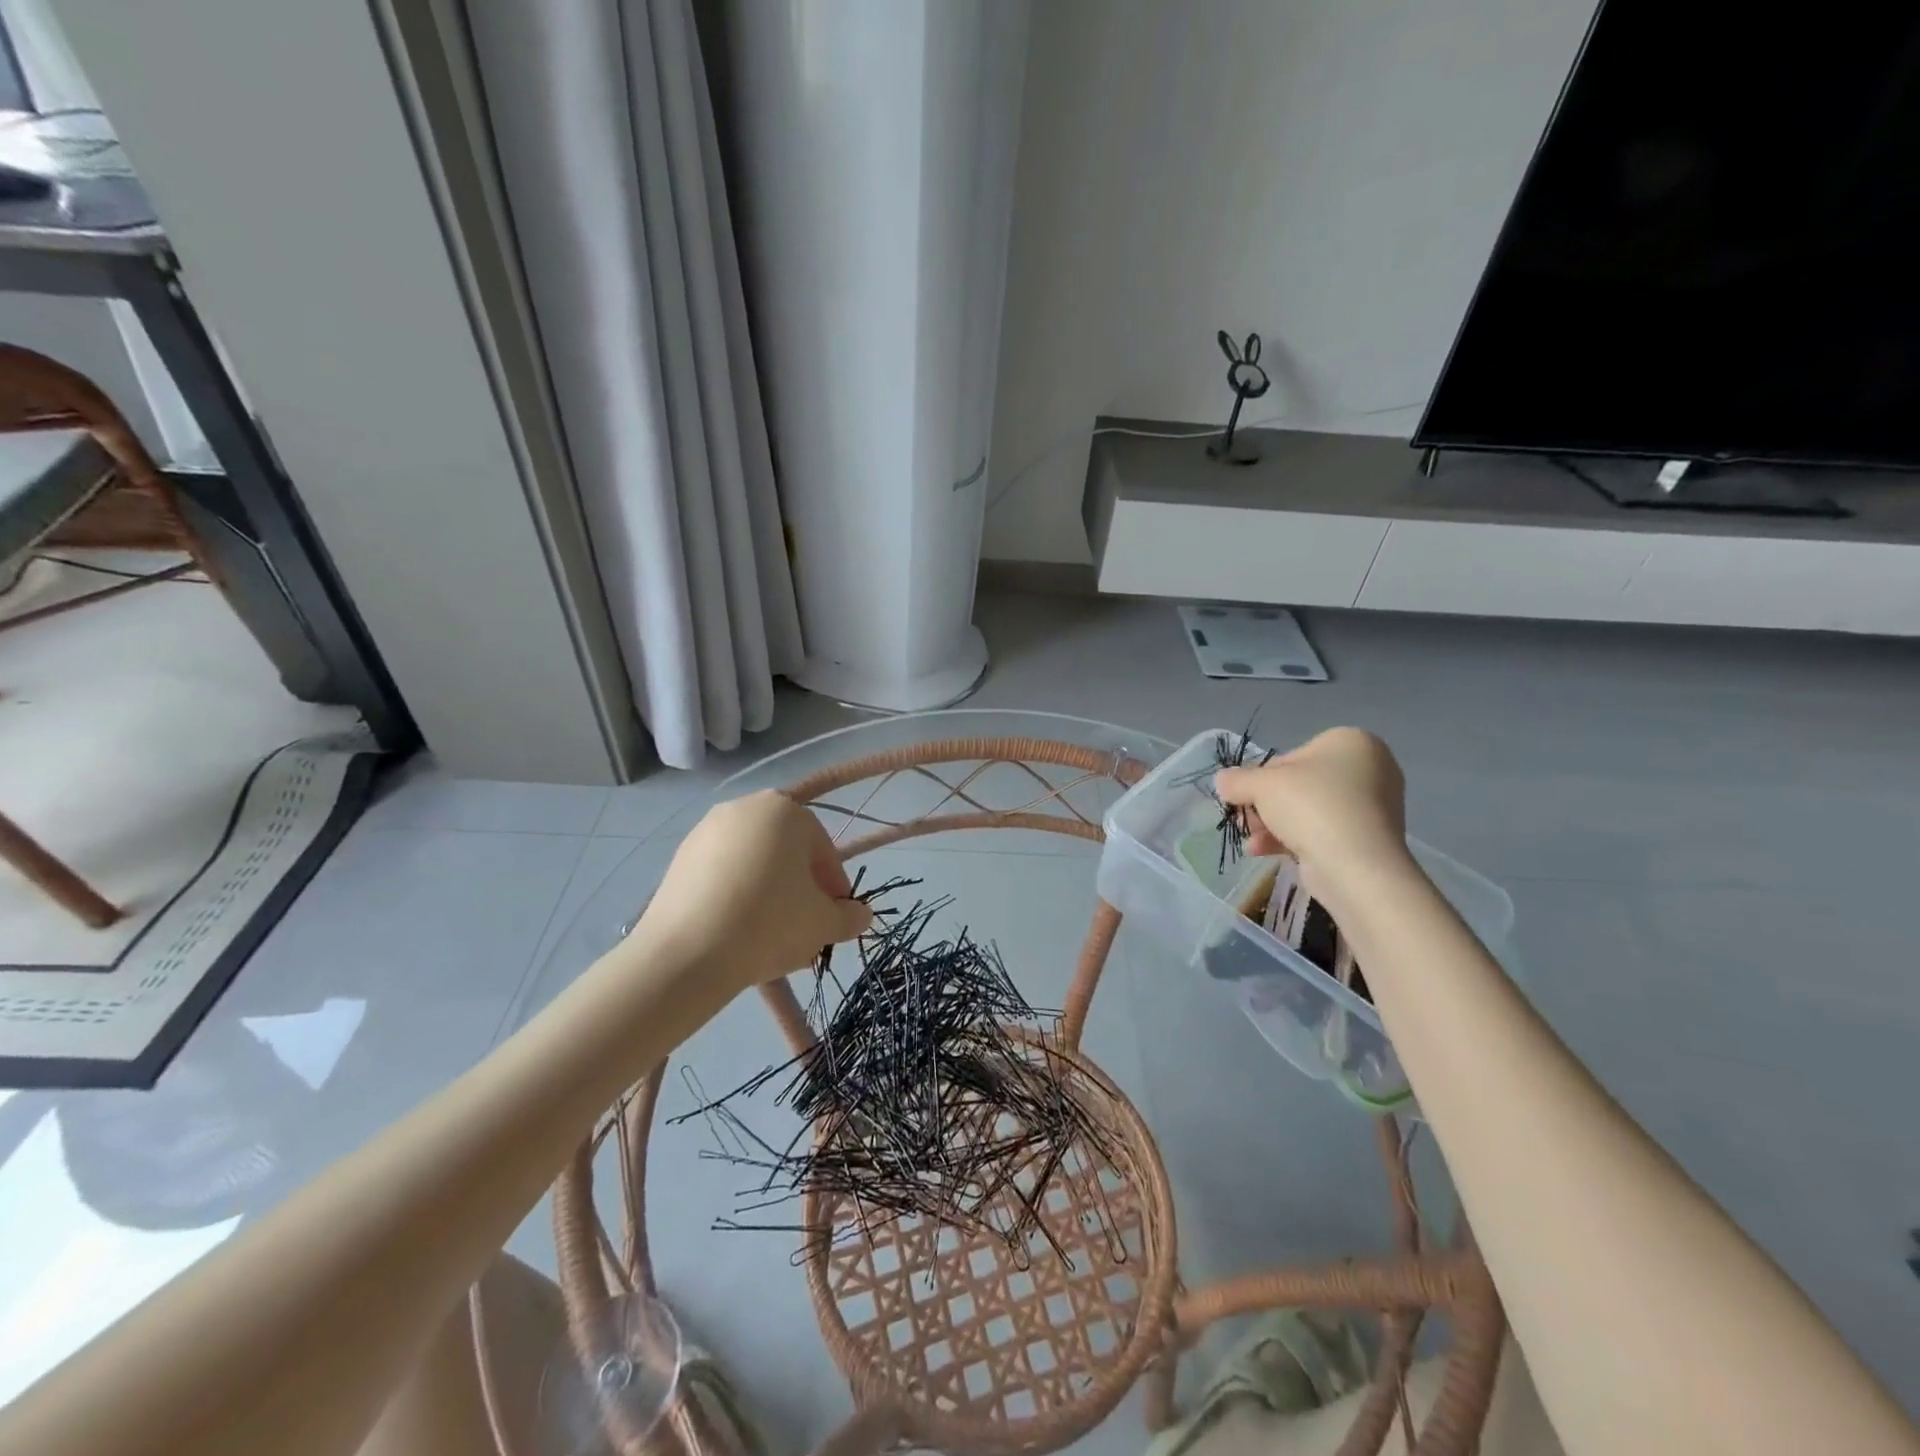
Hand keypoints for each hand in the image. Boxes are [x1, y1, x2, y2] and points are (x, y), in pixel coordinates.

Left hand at [636, 791, 872, 998]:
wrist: (686, 954)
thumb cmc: (769, 923)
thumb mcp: (824, 924)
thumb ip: (850, 917)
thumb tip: (861, 916)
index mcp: (785, 810)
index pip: (823, 850)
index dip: (834, 888)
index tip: (835, 919)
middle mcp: (744, 807)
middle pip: (786, 853)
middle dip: (800, 888)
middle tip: (805, 927)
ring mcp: (706, 831)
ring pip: (753, 864)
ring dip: (768, 893)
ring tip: (770, 936)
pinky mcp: (679, 859)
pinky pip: (721, 875)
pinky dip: (735, 897)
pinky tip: (736, 933)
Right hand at [1214, 727, 1410, 896]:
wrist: (1355, 866)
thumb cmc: (1311, 807)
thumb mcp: (1261, 785)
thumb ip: (1237, 779)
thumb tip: (1223, 781)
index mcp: (1350, 742)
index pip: (1292, 757)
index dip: (1262, 778)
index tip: (1245, 796)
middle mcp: (1369, 769)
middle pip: (1299, 785)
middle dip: (1265, 805)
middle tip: (1244, 820)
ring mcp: (1372, 807)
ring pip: (1308, 811)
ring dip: (1272, 825)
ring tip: (1251, 840)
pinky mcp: (1368, 840)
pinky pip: (1323, 832)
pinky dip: (1292, 840)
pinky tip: (1263, 852)